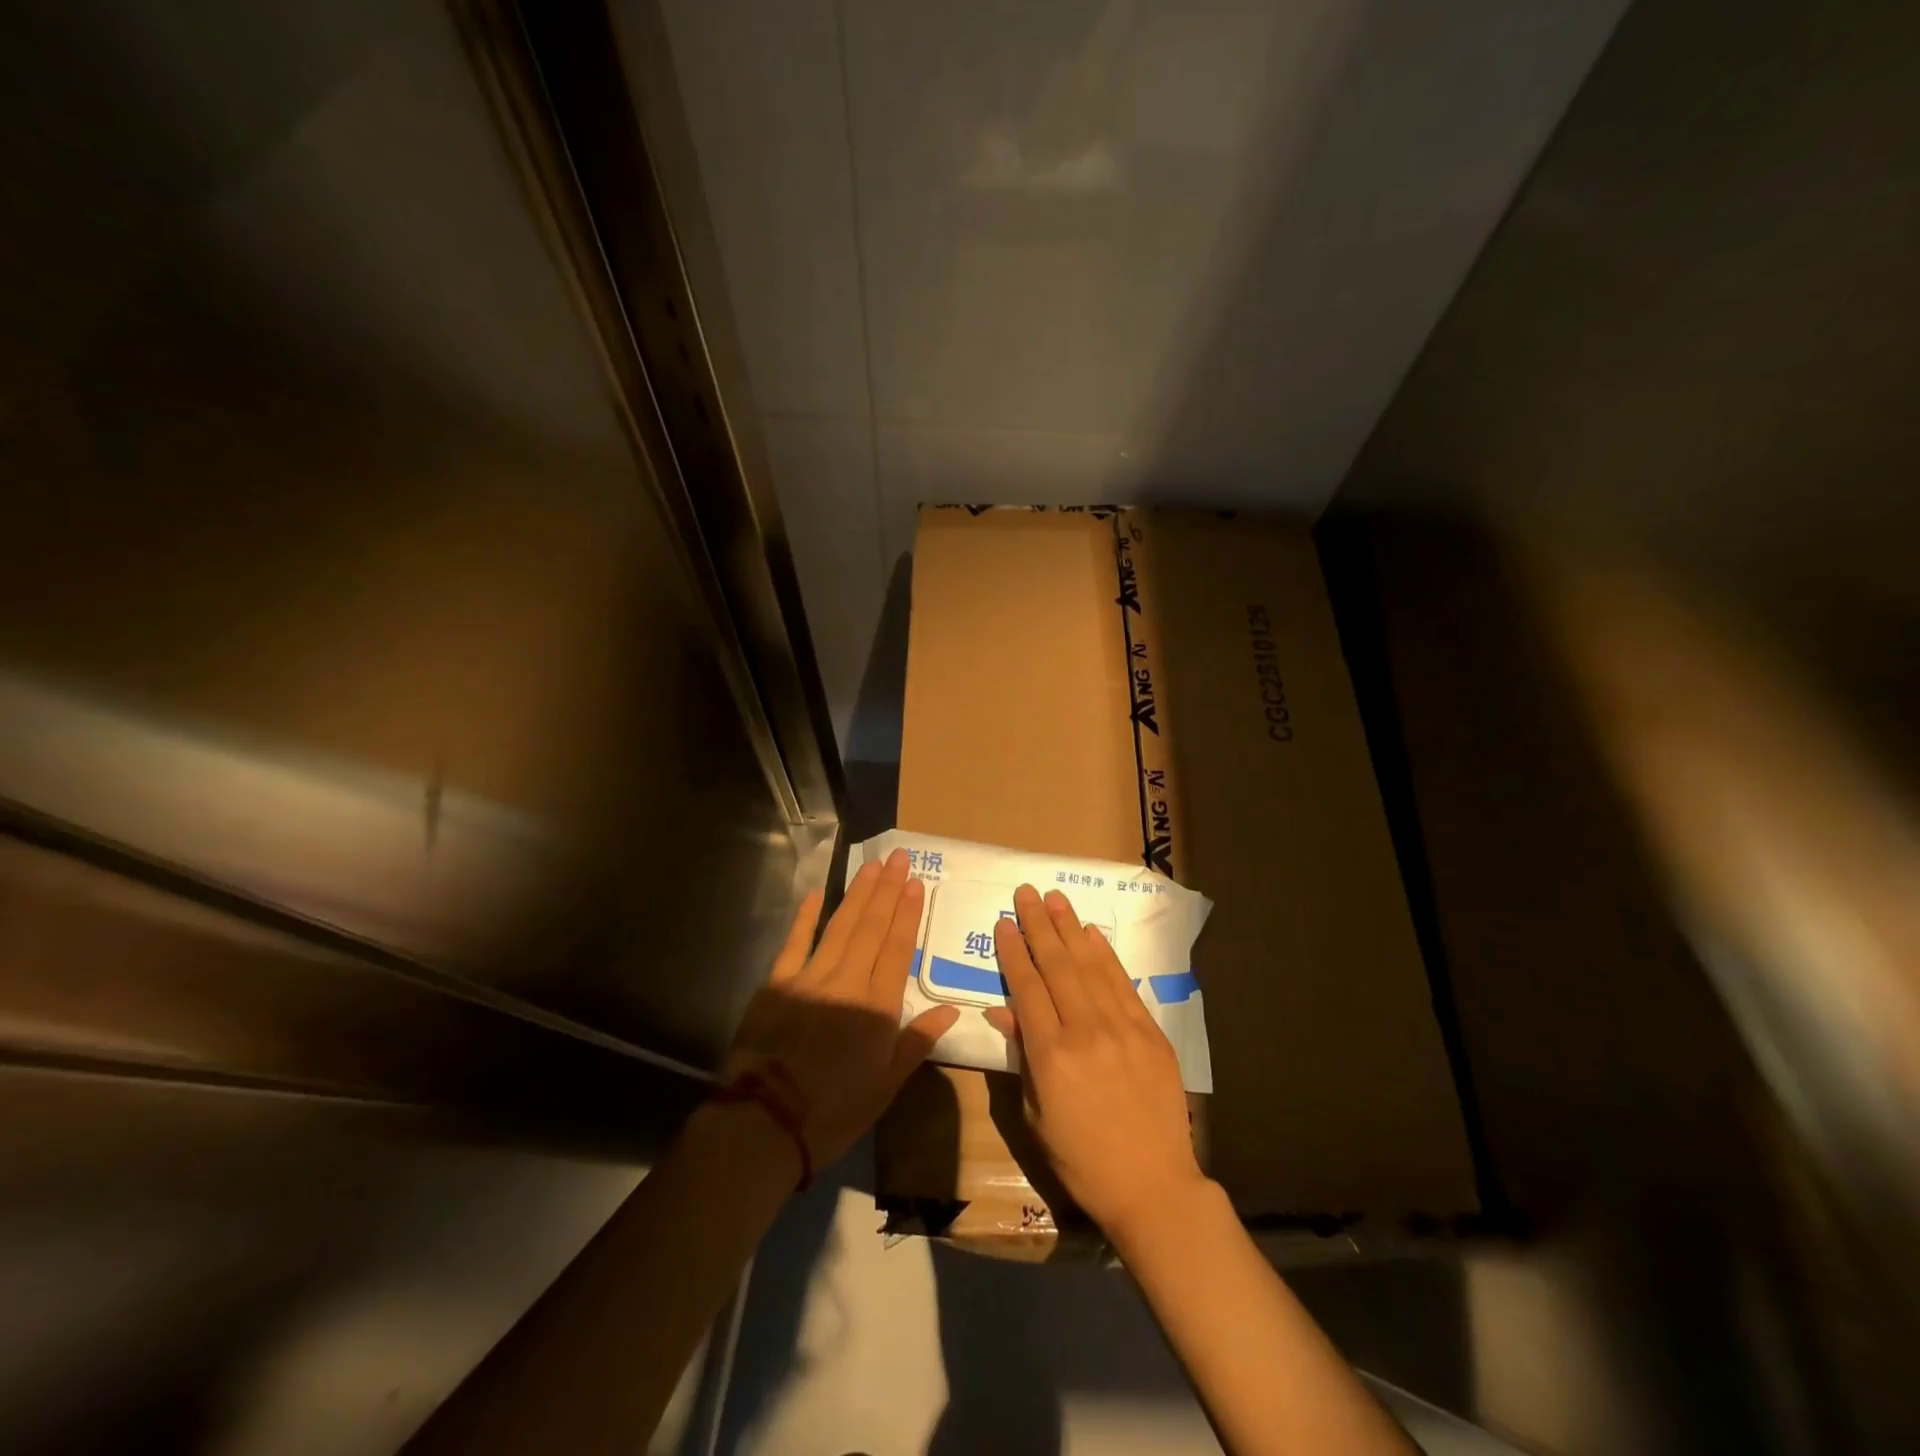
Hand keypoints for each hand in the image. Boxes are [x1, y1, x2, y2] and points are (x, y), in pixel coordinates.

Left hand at [724, 848, 959, 1170]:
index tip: (916, 883)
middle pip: (871, 927)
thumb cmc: (834, 1110)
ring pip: (840, 926)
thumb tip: (951, 1010)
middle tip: (899, 858)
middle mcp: (847, 981)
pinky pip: (795, 941)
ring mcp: (810, 977)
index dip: (908, 914)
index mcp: (877, 1006)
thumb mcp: (886, 1085)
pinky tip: (817, 893)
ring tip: (872, 866)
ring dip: (858, 894)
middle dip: (887, 890)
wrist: (766, 1123)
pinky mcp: (777, 983)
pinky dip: (807, 916)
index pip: (897, 949)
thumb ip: (917, 1042)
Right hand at [985, 884, 1204, 1239]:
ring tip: (1055, 898)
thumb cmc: (1082, 1160)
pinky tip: (1091, 934)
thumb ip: (1021, 1056)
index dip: (1013, 952)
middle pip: (1057, 965)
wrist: (1153, 1186)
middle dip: (1038, 925)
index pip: (1027, 987)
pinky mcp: (1150, 1032)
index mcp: (1051, 1055)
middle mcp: (1086, 1030)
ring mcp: (1123, 1028)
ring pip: (1090, 966)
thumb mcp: (1036, 1115)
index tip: (1003, 922)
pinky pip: (1123, 984)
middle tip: (1026, 891)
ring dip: (1070, 928)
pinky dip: (1106, 955)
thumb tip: (1002, 1010)